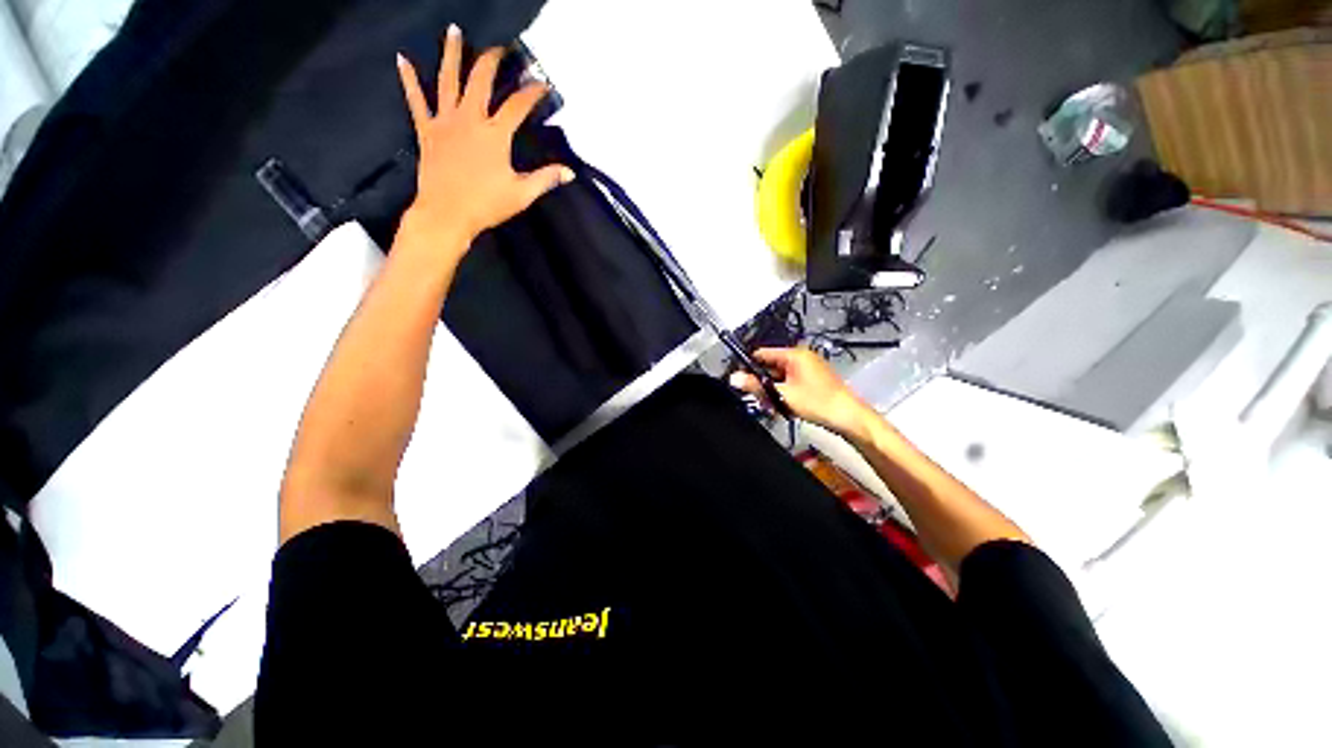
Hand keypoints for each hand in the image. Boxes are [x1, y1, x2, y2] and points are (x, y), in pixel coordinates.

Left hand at [395, 25, 572, 253]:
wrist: (446, 214)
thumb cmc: (486, 205)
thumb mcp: (522, 194)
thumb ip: (545, 179)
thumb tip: (569, 172)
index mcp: (495, 134)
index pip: (518, 105)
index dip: (532, 93)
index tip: (543, 84)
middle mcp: (470, 118)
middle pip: (481, 80)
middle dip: (492, 61)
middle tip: (500, 48)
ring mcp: (445, 121)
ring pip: (448, 80)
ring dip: (451, 54)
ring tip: (453, 31)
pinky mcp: (427, 130)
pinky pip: (416, 100)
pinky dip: (409, 79)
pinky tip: (402, 59)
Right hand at [729, 347, 877, 439]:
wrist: (849, 418)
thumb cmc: (818, 402)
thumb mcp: (783, 394)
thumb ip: (756, 386)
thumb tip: (734, 378)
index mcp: (794, 355)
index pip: (762, 354)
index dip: (748, 365)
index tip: (738, 379)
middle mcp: (800, 358)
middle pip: (770, 366)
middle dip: (761, 383)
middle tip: (757, 399)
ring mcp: (807, 370)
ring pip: (779, 377)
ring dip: (771, 391)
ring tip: (771, 406)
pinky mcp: (811, 381)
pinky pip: (789, 383)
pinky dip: (782, 394)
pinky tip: (781, 407)